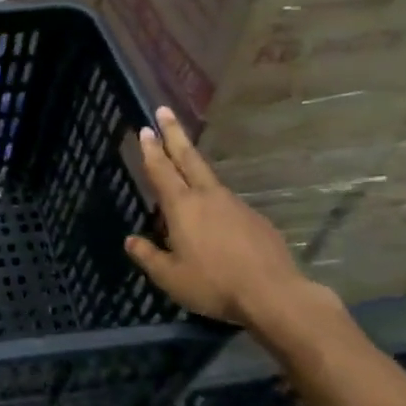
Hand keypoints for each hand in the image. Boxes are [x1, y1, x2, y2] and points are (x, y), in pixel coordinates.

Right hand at [124, 106, 314, 328]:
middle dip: (174, 134)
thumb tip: (131, 240)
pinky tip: (213, 216)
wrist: (275, 295)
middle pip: (188, 158)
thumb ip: (148, 256)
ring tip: (183, 163)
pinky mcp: (255, 220)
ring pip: (208, 179)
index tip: (145, 128)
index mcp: (182, 207)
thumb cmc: (214, 284)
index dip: (151, 149)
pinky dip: (214, 200)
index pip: (161, 170)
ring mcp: (235, 205)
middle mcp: (208, 197)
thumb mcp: (170, 277)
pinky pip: (227, 203)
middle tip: (164, 110)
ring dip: (193, 164)